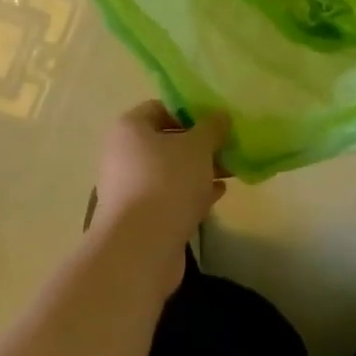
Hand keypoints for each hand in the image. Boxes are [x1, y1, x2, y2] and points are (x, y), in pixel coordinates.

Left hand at [93, 102, 228, 250]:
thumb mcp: (198, 146)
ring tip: (231, 170)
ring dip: (199, 170)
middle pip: (166, 141)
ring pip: (171, 171)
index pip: (160, 108)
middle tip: (228, 146)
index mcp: (129, 129)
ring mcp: (131, 189)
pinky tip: (218, 194)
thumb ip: (211, 127)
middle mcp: (124, 155)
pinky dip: (193, 193)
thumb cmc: (167, 182)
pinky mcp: (141, 218)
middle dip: (199, 144)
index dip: (189, 111)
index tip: (216, 120)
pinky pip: (170, 197)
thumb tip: (220, 116)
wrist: (141, 248)